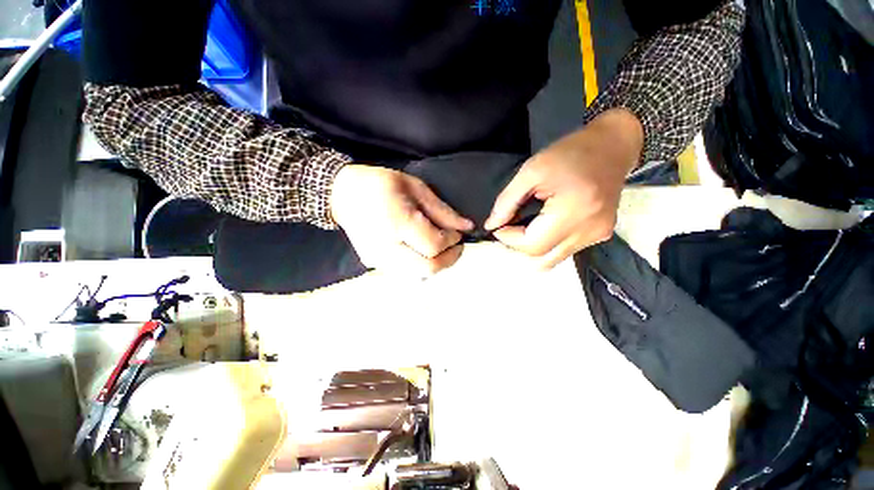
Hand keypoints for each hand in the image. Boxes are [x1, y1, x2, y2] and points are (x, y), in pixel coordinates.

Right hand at [330, 164, 473, 276]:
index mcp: (397, 222)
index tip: (458, 234)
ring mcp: (378, 260)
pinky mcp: (374, 264)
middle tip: (456, 246)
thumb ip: (442, 210)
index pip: (434, 246)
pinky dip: (421, 266)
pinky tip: (422, 252)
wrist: (342, 194)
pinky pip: (406, 273)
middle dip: (449, 259)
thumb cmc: (380, 184)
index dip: (452, 242)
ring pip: (418, 275)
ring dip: (436, 265)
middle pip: (428, 268)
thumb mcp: (415, 188)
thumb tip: (466, 227)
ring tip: (441, 249)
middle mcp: (386, 247)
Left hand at [484, 108, 643, 268]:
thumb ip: (507, 202)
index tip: (499, 225)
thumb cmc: (569, 154)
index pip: (532, 245)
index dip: (509, 239)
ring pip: (552, 259)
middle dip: (518, 246)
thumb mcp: (530, 172)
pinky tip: (544, 225)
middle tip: (510, 226)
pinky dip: (548, 244)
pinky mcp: (600, 235)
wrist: (612, 146)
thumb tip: (491, 225)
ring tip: (525, 225)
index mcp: (573, 213)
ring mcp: (597, 236)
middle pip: (542, 259)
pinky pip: (564, 251)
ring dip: (532, 247)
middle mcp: (589, 232)